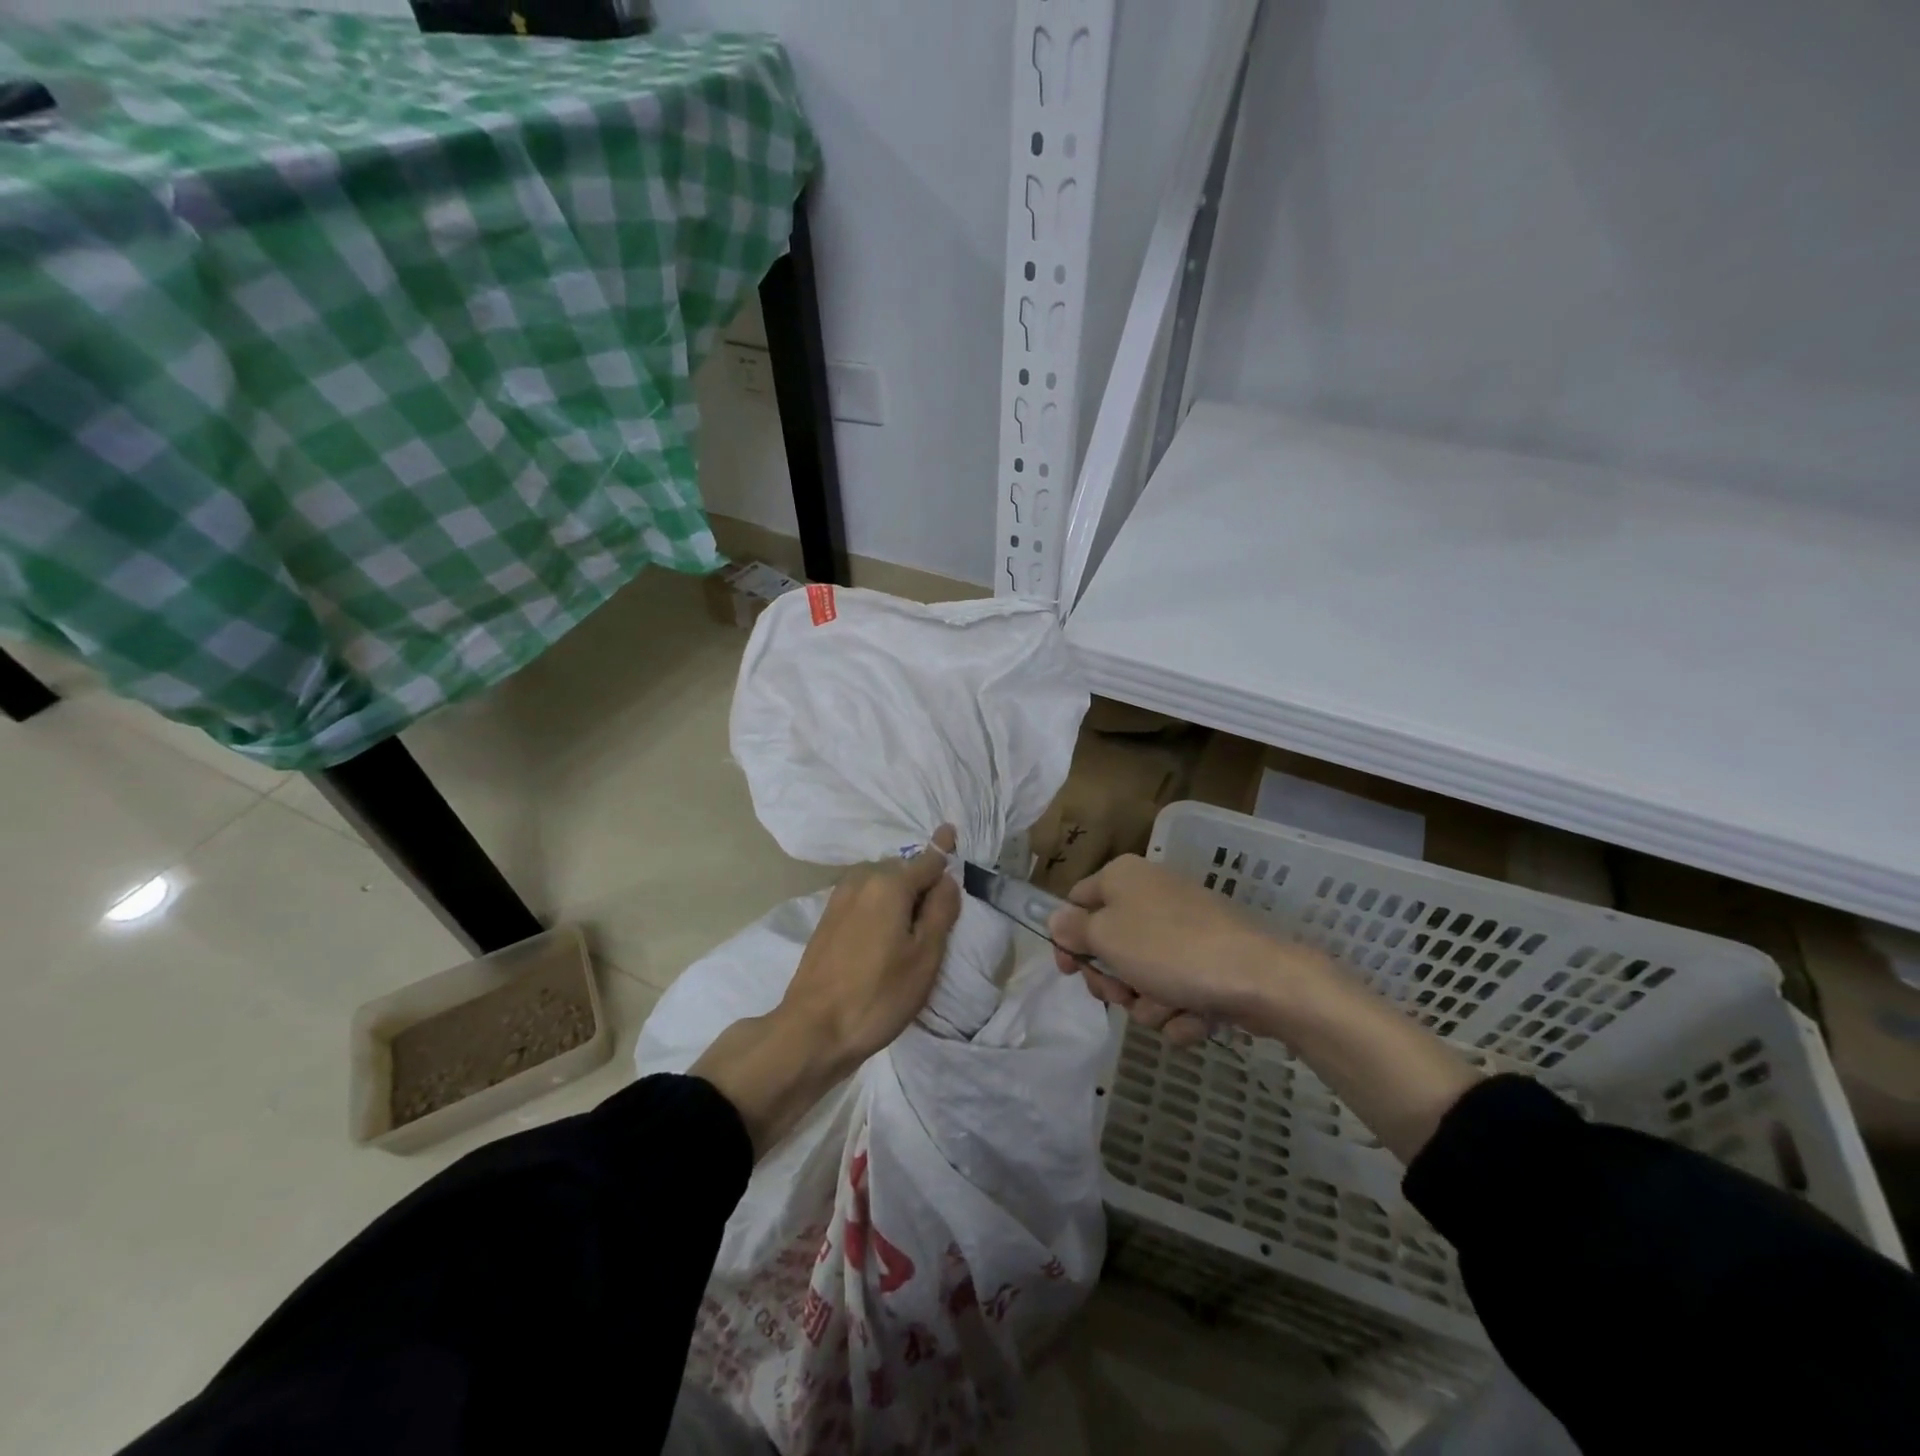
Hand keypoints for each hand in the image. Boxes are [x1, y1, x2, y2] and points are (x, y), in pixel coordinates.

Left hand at [691, 826, 960, 1157]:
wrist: (813, 1029)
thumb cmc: (878, 994)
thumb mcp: (924, 956)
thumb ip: (941, 911)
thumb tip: (947, 879)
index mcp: (889, 884)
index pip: (926, 860)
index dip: (943, 849)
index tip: (951, 830)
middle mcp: (862, 880)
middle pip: (902, 869)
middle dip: (922, 877)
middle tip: (941, 901)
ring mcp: (839, 898)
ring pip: (880, 883)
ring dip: (899, 891)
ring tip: (916, 916)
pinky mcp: (827, 919)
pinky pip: (864, 897)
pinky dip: (880, 902)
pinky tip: (887, 926)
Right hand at [1048, 853, 1301, 1045]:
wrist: (1261, 977)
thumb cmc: (1170, 949)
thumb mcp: (1107, 936)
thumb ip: (1073, 929)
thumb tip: (1058, 919)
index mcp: (1123, 878)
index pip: (1077, 903)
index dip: (1067, 939)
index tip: (1070, 972)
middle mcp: (1151, 896)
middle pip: (1109, 947)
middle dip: (1115, 982)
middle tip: (1123, 994)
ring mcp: (1183, 931)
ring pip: (1143, 978)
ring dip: (1149, 1002)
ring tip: (1170, 1004)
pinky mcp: (1209, 962)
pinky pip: (1177, 992)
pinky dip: (1182, 1011)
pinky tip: (1197, 1015)